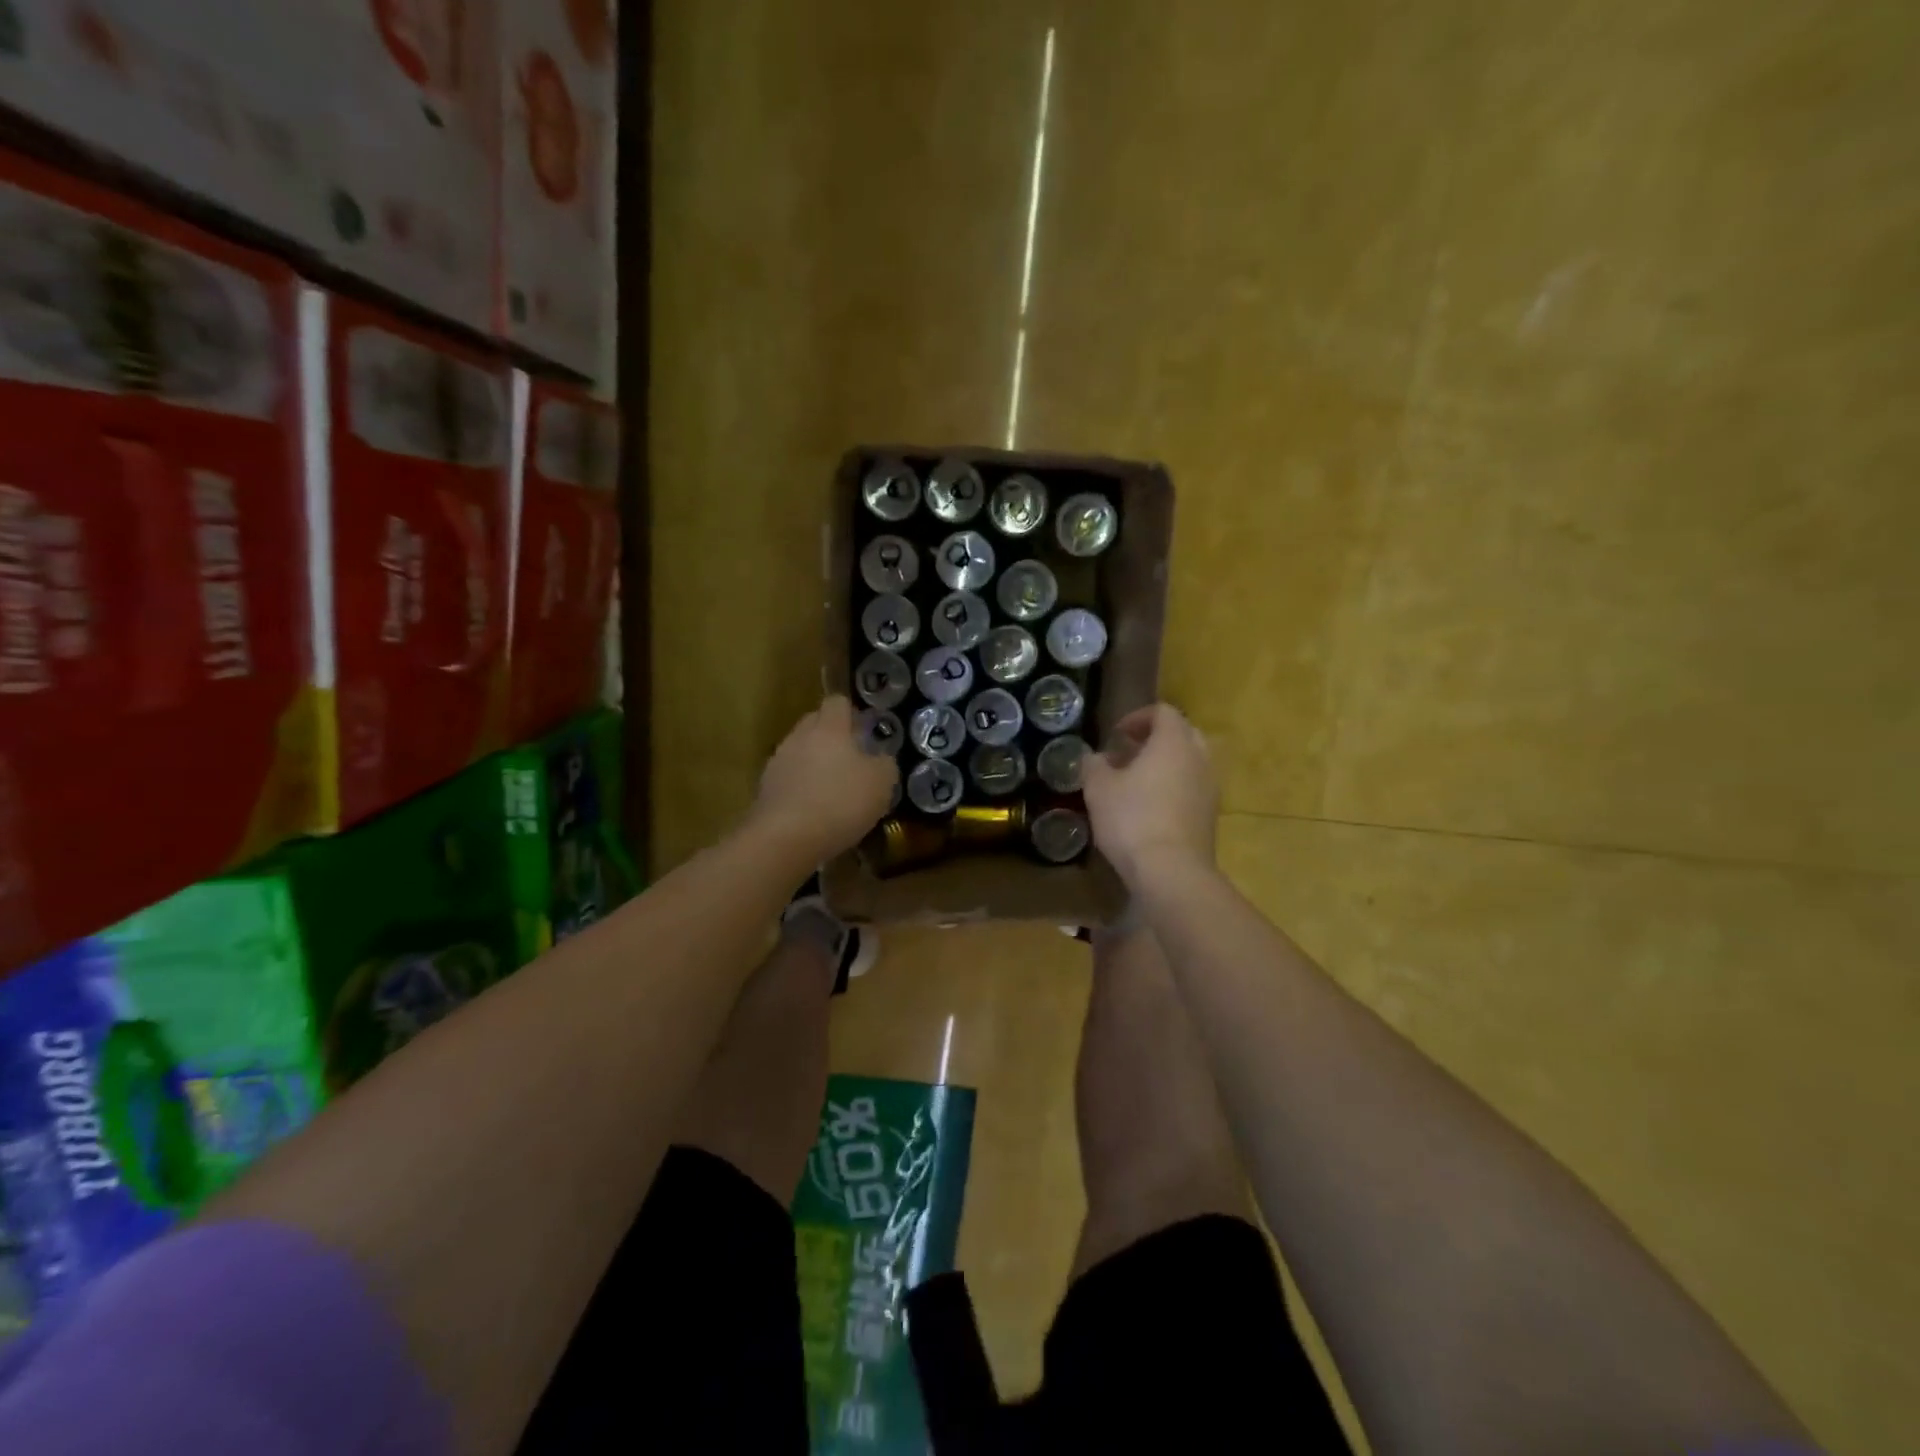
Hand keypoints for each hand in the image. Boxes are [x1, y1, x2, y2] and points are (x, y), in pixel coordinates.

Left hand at [750, 695, 897, 859]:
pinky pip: (788, 778)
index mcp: (829, 728)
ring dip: (814, 763)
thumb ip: (885, 764)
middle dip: (832, 736)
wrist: (785, 838)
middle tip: (852, 760)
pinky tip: (814, 810)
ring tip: (832, 790)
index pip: (837, 702)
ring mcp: (777, 762)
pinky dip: (801, 788)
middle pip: (815, 723)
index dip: (852, 713)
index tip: (864, 732)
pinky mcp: (764, 789)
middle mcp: (799, 736)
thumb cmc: (840, 802)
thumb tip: (881, 759)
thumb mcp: (881, 784)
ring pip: (800, 751)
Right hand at [1082, 704, 1217, 887]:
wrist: (1171, 871)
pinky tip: (1149, 808)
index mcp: (1173, 742)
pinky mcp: (1211, 816)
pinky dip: (1173, 788)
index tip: (1116, 734)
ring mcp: (1210, 788)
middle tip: (1128, 753)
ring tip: (1136, 783)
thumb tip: (1095, 758)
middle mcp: (1199, 758)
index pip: (1163, 712)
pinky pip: (1193, 788)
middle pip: (1182, 734)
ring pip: (1190, 763)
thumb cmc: (1132, 820)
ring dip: (1165, 765)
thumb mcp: (1099, 789)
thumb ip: (1094, 766)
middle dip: (1155, 739)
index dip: (1138, 717)